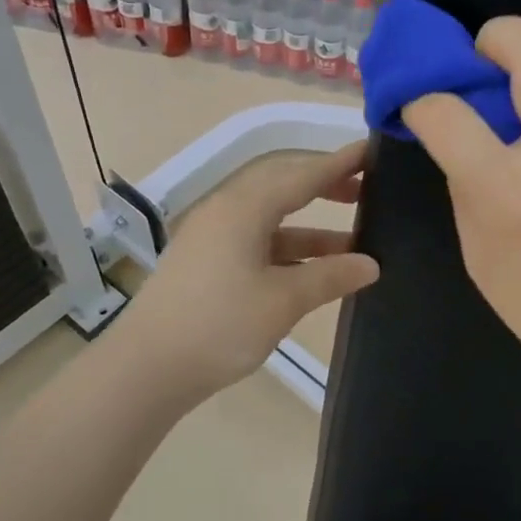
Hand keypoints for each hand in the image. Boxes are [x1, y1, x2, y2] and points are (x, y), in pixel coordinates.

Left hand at [113, 141, 379, 401]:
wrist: (148, 368)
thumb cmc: (220, 326)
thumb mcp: (283, 301)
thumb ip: (330, 277)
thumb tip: (371, 264)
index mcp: (243, 208)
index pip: (301, 175)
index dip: (339, 164)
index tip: (372, 152)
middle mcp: (226, 212)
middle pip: (283, 188)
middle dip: (325, 188)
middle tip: (366, 191)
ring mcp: (213, 238)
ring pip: (272, 220)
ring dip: (311, 228)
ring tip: (355, 240)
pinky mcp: (207, 263)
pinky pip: (257, 243)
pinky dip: (289, 251)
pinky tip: (315, 270)